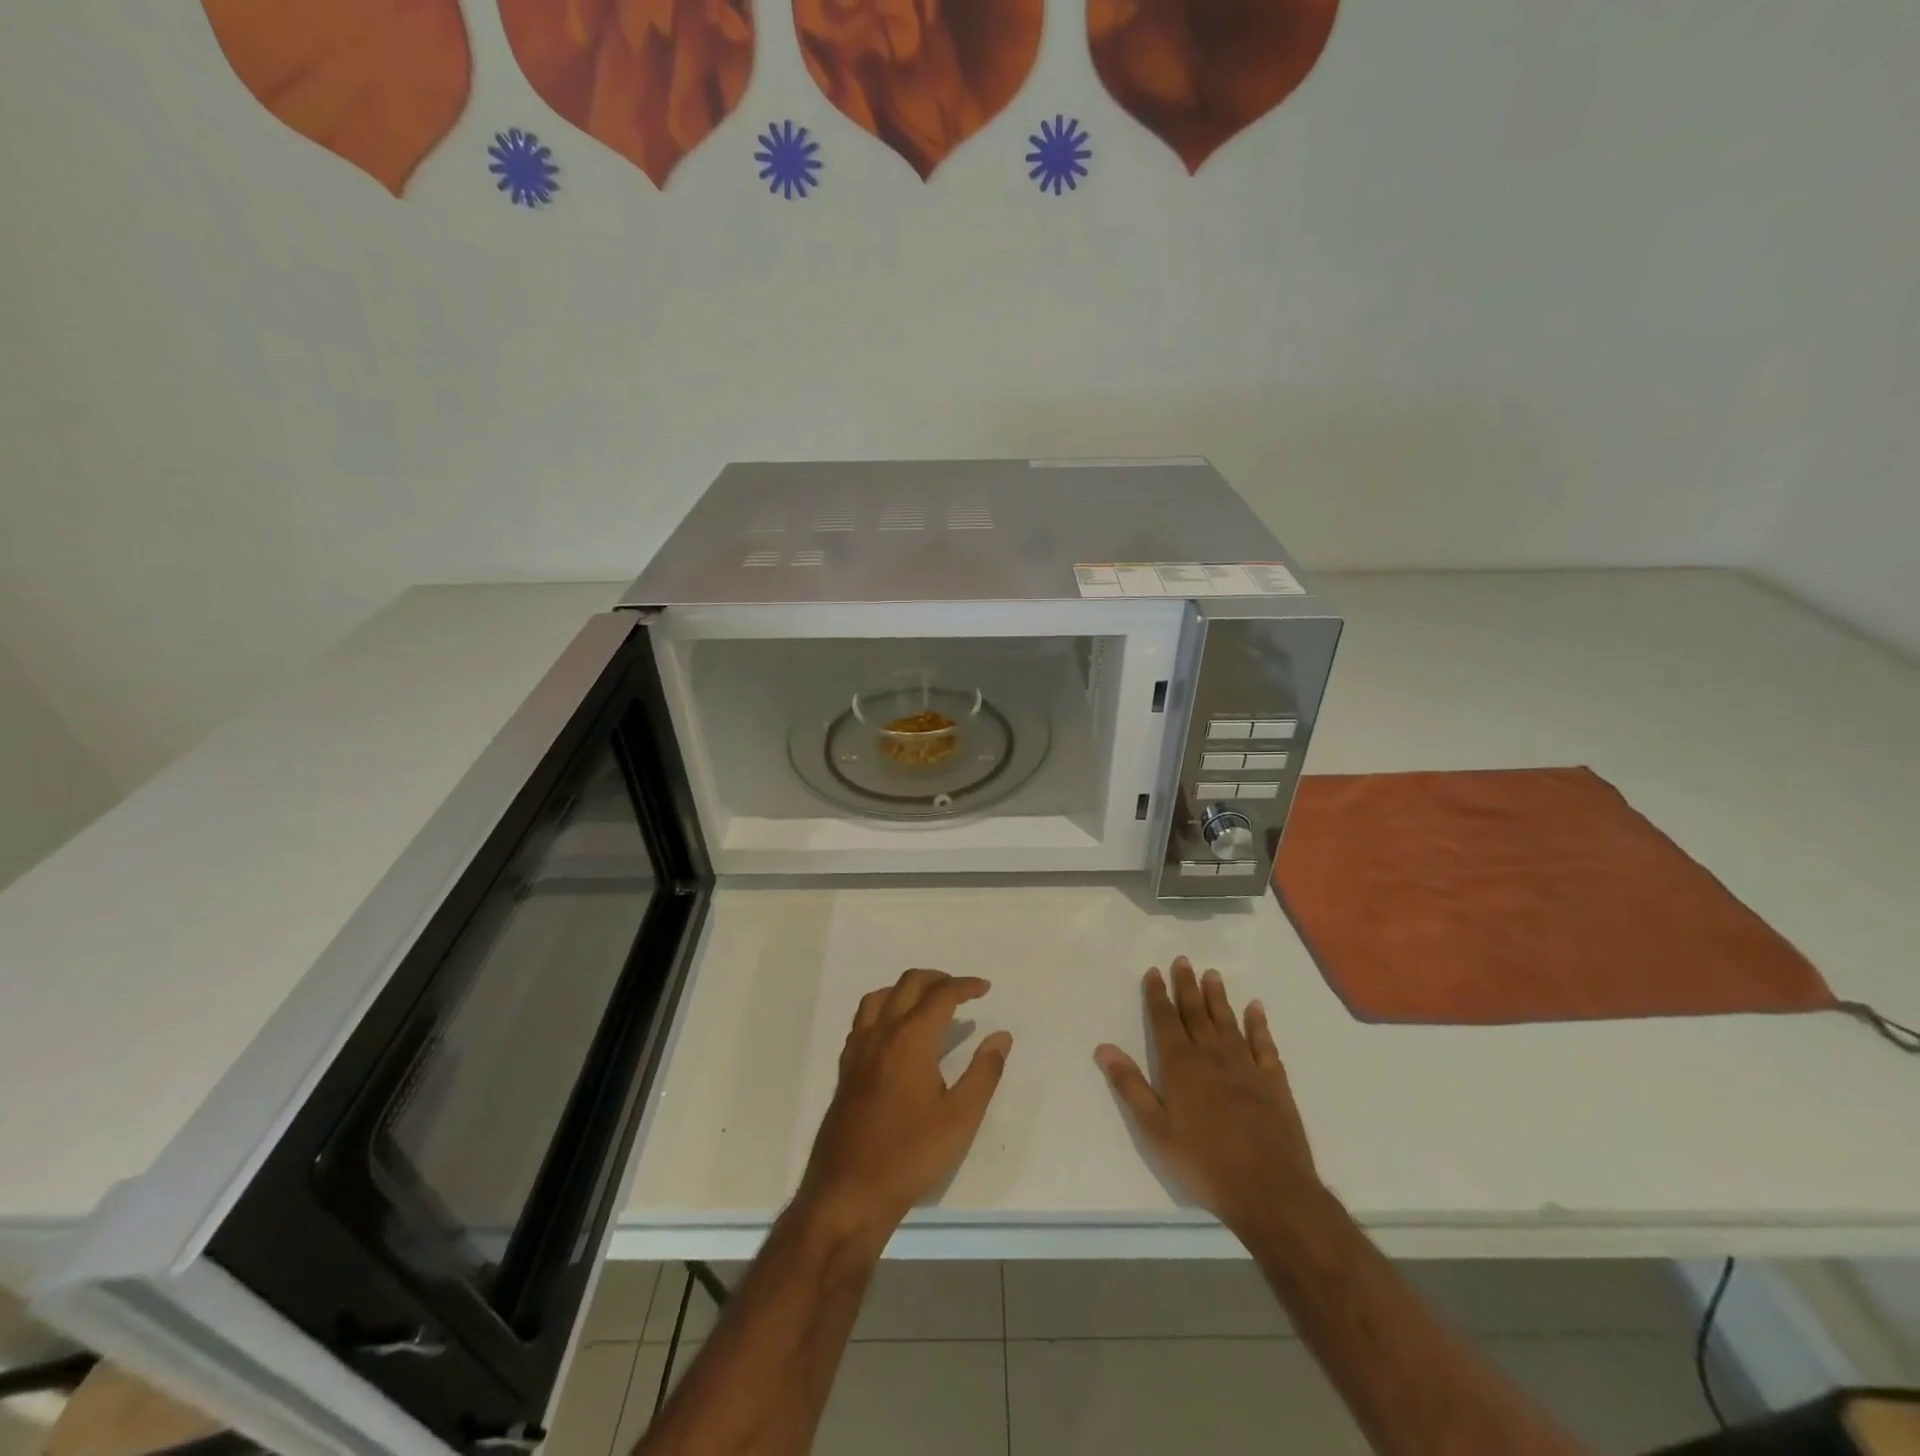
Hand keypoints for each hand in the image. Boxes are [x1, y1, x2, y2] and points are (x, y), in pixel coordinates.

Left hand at [799, 968, 1012, 1242]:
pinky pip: (864, 1019)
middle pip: (908, 985)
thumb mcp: (961, 1118)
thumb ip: (984, 1072)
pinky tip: (895, 1032)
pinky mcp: (846, 1068)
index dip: (965, 986)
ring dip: (906, 989)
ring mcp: (859, 1049)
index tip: (984, 988)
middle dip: (937, 979)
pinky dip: (884, 1009)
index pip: (941, 996)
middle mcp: (882, 1033)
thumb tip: (1000, 1036)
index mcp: (911, 1039)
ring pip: (880, 996)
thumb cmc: (911, 1155)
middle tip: (961, 991)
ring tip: (927, 1003)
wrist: (849, 1192)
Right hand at [1095, 958, 1320, 1237]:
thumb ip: (1130, 1086)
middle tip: (1183, 960)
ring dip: (1218, 997)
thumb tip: (1104, 1048)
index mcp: (1181, 1066)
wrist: (1270, 1190)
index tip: (1154, 972)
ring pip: (1228, 1021)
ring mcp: (1246, 1066)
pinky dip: (1258, 1024)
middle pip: (1196, 1013)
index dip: (1158, 995)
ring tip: (1212, 974)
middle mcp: (1212, 1056)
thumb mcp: (1155, 1130)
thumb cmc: (1204, 1163)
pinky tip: (1255, 1008)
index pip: (1165, 1020)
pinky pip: (1264, 1044)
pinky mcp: (1273, 1081)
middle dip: (1187, 986)